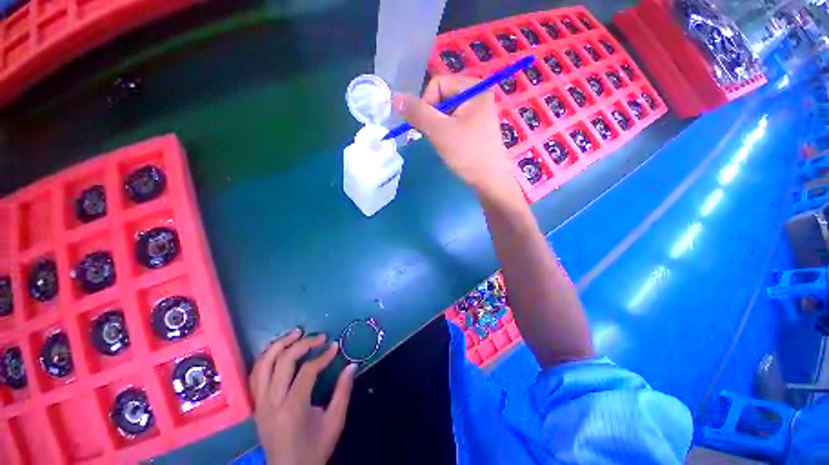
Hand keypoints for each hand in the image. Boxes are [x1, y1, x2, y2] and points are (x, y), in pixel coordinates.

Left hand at [249, 329, 356, 464]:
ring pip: (263, 365)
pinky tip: (279, 349)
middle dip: (302, 344)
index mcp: (293, 408)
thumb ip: (343, 391)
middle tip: (319, 336)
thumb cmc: (314, 449)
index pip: (307, 371)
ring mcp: (259, 404)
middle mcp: (271, 403)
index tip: (335, 346)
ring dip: (279, 344)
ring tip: (296, 333)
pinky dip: (267, 357)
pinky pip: (256, 375)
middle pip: (282, 362)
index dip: (323, 356)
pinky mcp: (255, 405)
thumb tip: (352, 365)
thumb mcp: (335, 422)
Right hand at [392, 74, 522, 201]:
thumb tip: (394, 97)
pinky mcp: (477, 126)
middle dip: (433, 118)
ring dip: (438, 127)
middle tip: (436, 138)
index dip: (425, 104)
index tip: (427, 128)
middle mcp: (478, 94)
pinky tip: (452, 146)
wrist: (490, 181)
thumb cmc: (467, 154)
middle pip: (441, 97)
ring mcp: (479, 111)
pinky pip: (454, 122)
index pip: (436, 83)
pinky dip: (447, 133)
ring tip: (445, 144)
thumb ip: (417, 112)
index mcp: (473, 87)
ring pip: (446, 112)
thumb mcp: (439, 131)